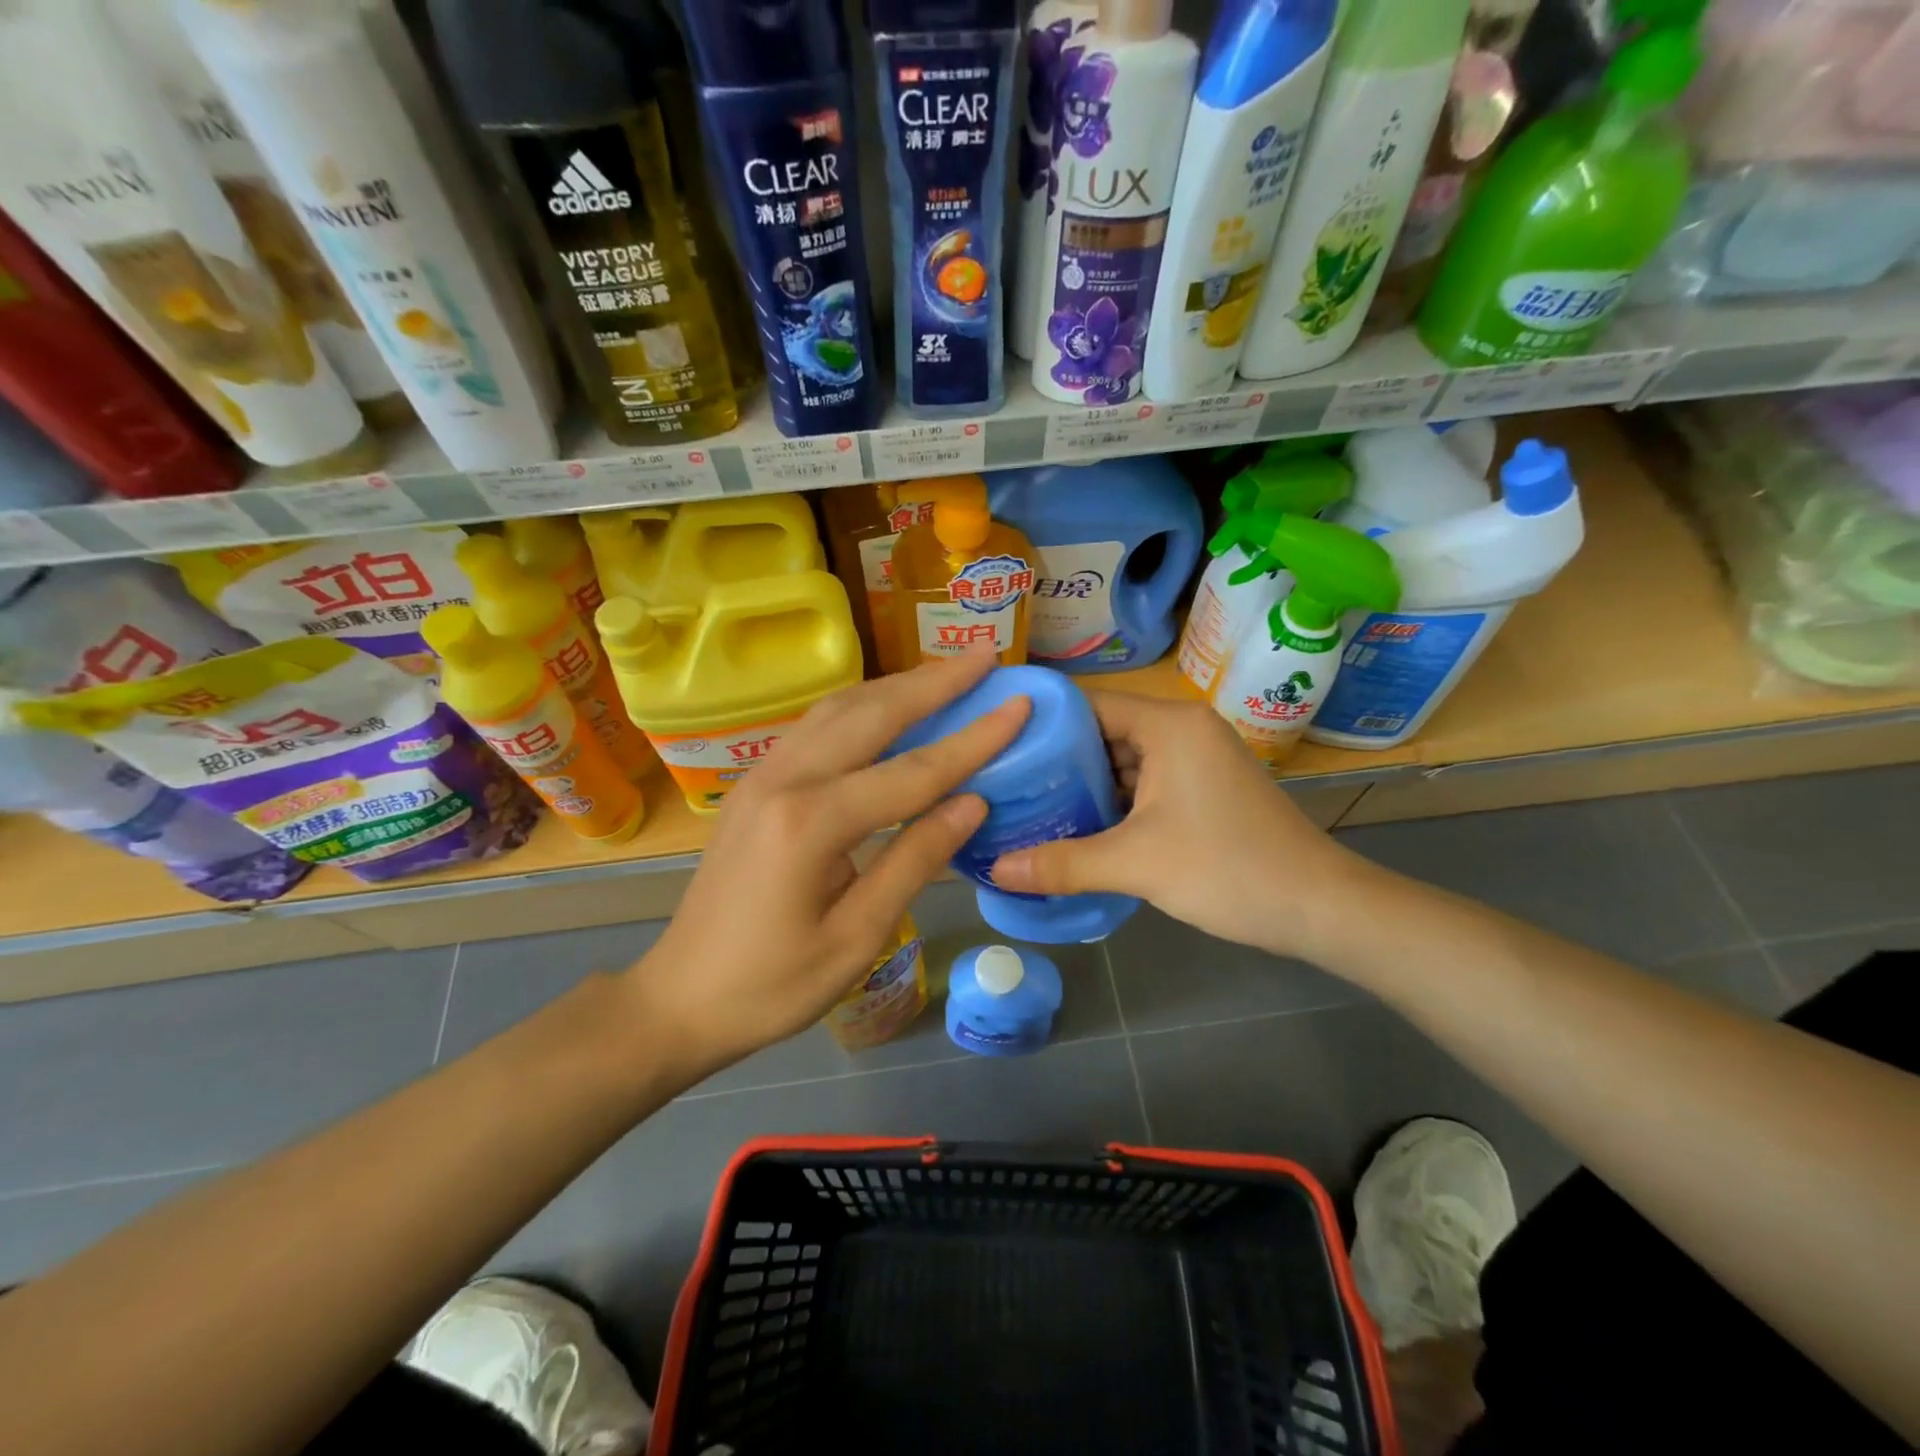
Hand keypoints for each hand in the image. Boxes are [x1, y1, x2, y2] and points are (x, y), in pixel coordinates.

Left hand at [630, 648, 1026, 1084]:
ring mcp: (762, 775)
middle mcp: (784, 780)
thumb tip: (972, 803)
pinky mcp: (755, 784)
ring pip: (839, 709)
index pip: (913, 771)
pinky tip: (888, 707)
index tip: (1018, 704)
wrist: (680, 998)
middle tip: (985, 657)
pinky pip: (817, 727)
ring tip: (946, 673)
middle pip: (872, 714)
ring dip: (897, 686)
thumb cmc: (773, 985)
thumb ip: (915, 861)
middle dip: (934, 683)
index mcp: (810, 823)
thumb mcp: (857, 936)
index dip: (973, 740)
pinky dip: (863, 707)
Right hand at [990, 692, 1373, 959]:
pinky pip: (1146, 783)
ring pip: (1124, 761)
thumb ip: (1062, 864)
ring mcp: (1197, 759)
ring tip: (1029, 806)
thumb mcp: (1137, 865)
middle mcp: (1183, 729)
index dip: (1040, 724)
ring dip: (1084, 785)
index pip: (1086, 705)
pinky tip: (1079, 827)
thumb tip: (995, 870)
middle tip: (1005, 783)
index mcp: (1169, 725)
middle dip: (1056, 760)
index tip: (997, 748)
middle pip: (1103, 732)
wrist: (1321, 908)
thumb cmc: (1228, 869)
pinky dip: (1114, 802)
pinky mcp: (1205, 788)